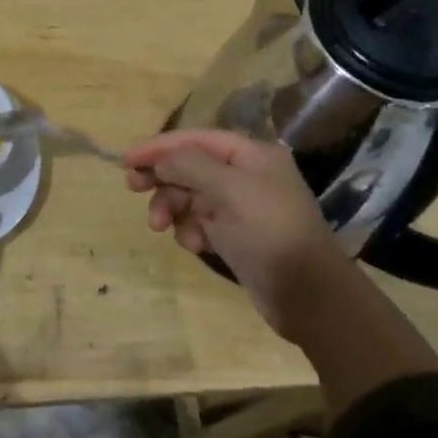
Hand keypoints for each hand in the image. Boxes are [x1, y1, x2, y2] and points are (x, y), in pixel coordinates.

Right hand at [124, 129, 343, 339]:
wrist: (311, 299)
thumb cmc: (272, 234)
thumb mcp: (231, 192)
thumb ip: (191, 166)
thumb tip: (162, 159)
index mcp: (251, 155)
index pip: (195, 138)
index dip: (159, 146)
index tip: (126, 159)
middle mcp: (245, 175)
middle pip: (190, 165)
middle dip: (162, 177)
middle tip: (133, 188)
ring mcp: (241, 207)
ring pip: (191, 195)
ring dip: (172, 207)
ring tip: (160, 227)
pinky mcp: (236, 236)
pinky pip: (200, 222)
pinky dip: (190, 230)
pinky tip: (194, 245)